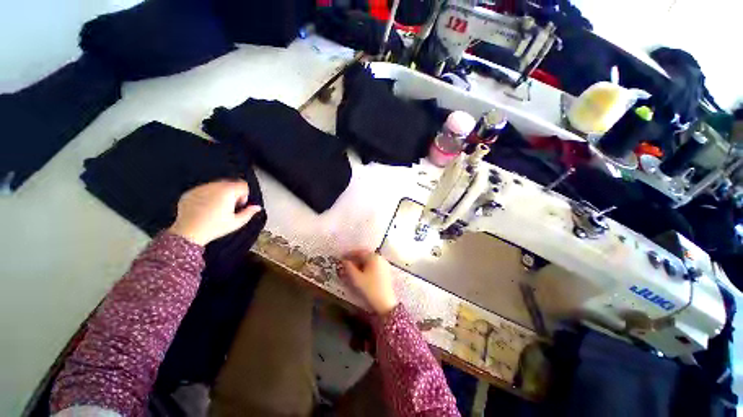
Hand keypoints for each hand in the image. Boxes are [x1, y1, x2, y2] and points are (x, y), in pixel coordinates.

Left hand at [168, 180, 261, 245]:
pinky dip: (207, 196)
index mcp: (228, 191)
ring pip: (217, 186)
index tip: (239, 205)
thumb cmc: (215, 227)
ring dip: (220, 194)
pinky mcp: (190, 192)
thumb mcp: (237, 222)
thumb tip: (257, 207)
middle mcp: (214, 186)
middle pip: (230, 184)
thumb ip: (249, 212)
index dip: (245, 196)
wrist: (189, 233)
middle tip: (229, 207)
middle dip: (233, 193)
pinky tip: (205, 208)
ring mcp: (200, 188)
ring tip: (217, 208)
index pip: (243, 185)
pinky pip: (204, 190)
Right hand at [341, 250, 398, 314]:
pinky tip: (361, 274)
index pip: (359, 252)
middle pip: (365, 256)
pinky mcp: (386, 272)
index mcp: (373, 257)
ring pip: (369, 261)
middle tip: (345, 264)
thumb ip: (348, 267)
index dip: (349, 254)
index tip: (341, 257)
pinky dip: (366, 268)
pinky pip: (374, 266)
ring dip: (360, 264)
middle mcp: (380, 258)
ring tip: (351, 270)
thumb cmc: (369, 289)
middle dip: (354, 259)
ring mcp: (384, 265)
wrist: (385, 303)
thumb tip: (344, 261)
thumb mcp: (356, 278)